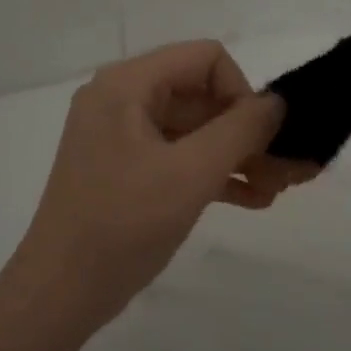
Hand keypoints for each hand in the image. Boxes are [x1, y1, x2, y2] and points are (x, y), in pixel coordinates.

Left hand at [5, 41, 308, 332]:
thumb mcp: (191, 173)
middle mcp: (123, 100)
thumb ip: (241, 130)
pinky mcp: (128, 170)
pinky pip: (181, 157)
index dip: (242, 92)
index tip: (262, 138)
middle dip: (249, 132)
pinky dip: (215, 173)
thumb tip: (277, 103)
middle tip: (288, 171)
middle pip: (203, 96)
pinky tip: (254, 200)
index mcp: (128, 85)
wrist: (61, 291)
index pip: (205, 59)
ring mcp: (124, 137)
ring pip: (197, 131)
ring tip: (278, 190)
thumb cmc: (123, 224)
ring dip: (239, 156)